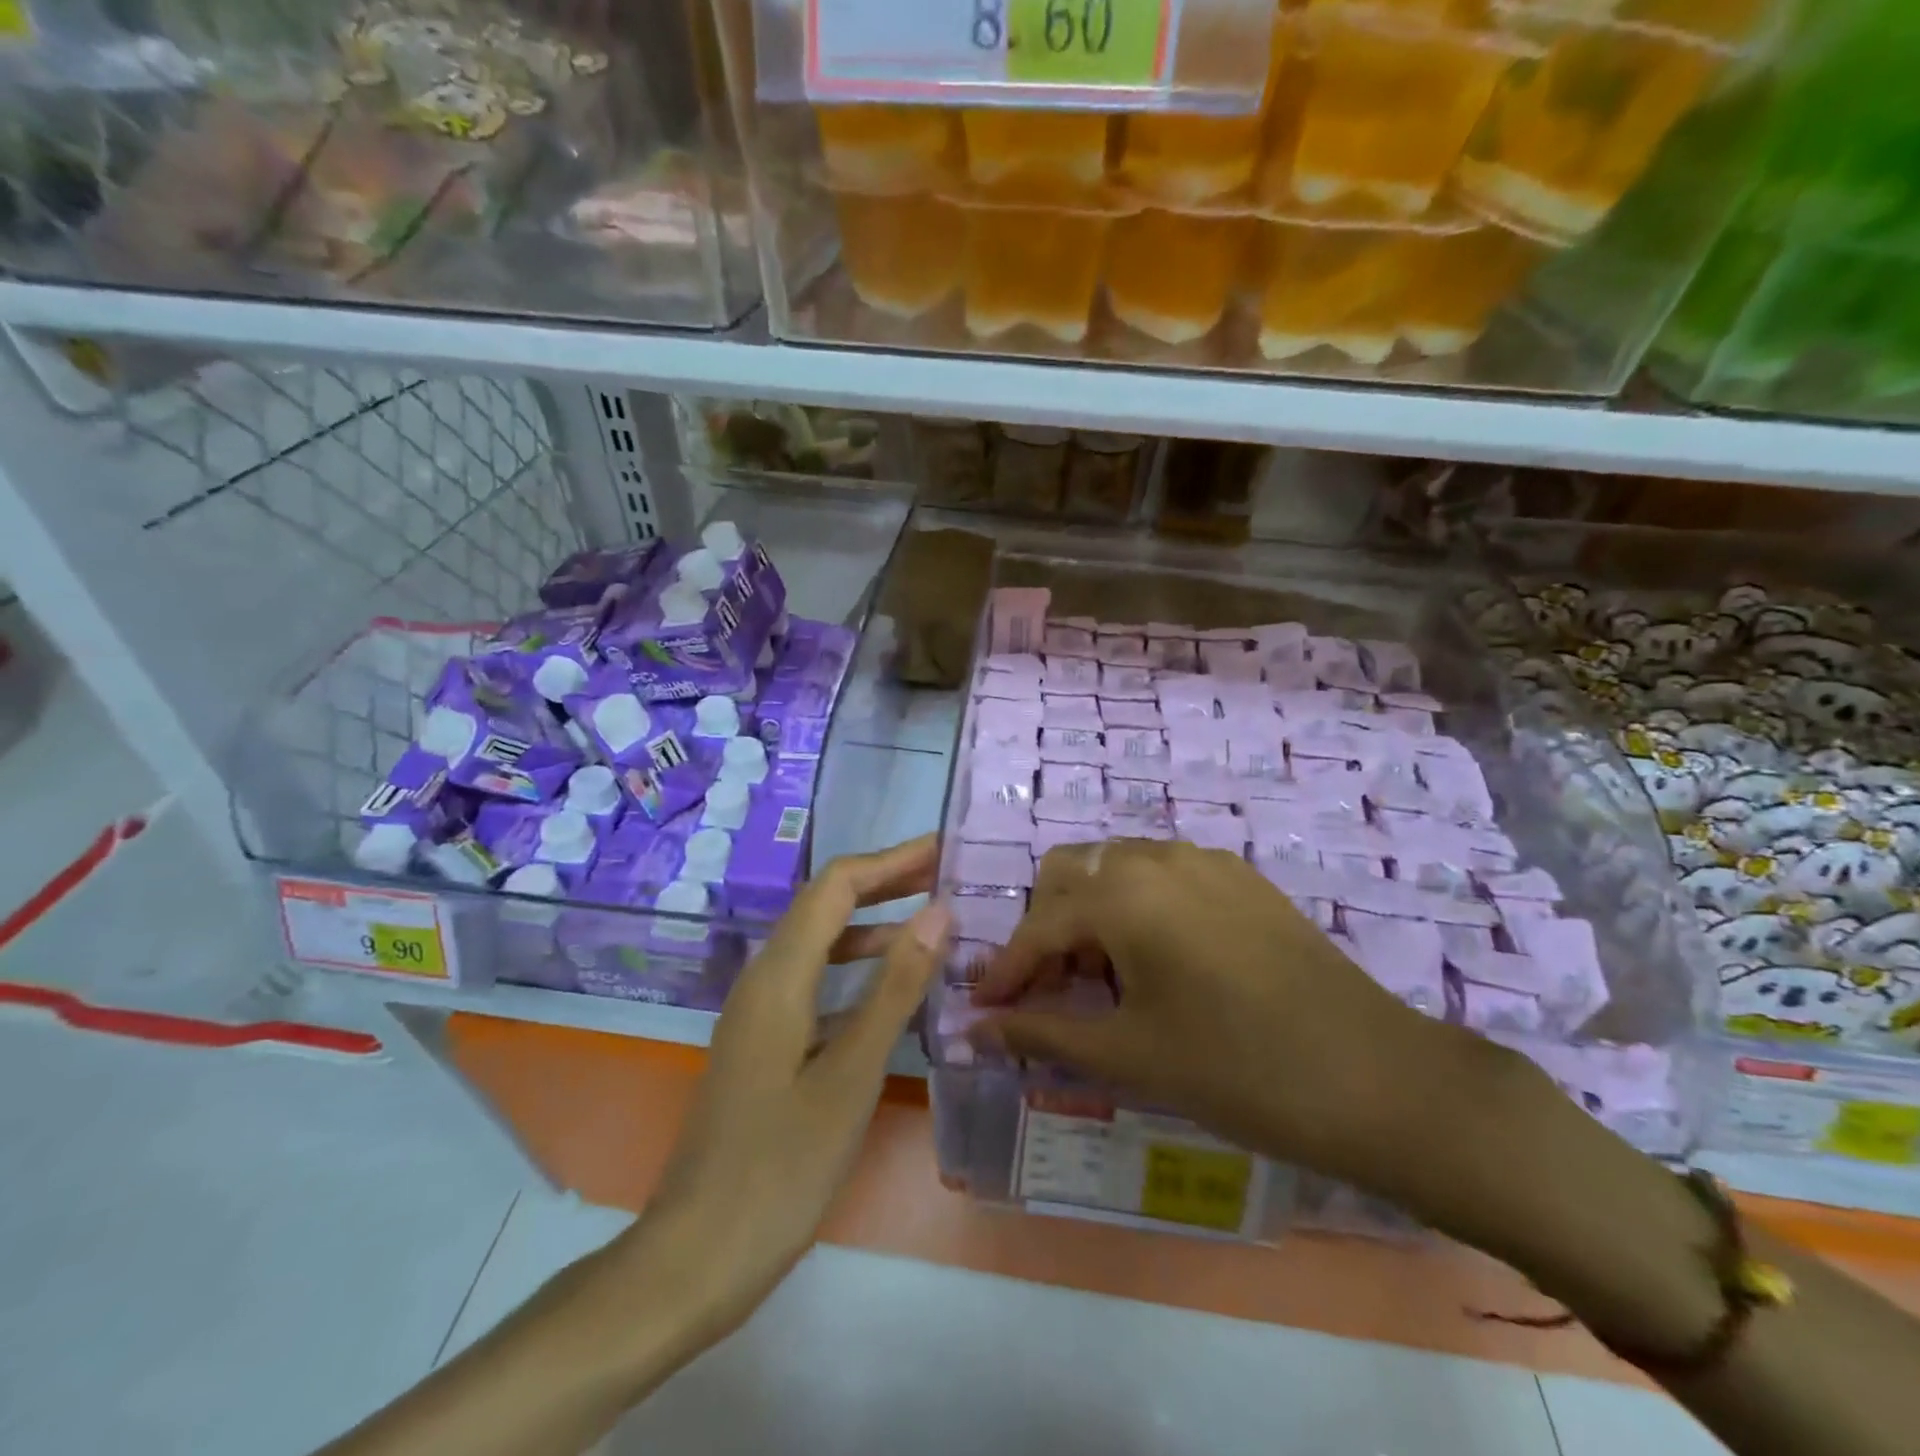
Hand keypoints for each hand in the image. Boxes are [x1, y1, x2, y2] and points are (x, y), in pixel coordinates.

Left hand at [621, 835, 949, 1355]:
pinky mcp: (762, 1043)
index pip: (836, 886)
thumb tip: (937, 912)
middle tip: (944, 875)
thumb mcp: (852, 1075)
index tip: (943, 850)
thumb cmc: (781, 1168)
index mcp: (780, 976)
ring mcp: (758, 1012)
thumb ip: (896, 988)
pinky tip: (890, 992)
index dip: (890, 860)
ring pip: (819, 944)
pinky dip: (854, 969)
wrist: (696, 1256)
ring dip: (871, 925)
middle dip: (884, 882)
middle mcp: (763, 979)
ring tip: (929, 925)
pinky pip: (814, 982)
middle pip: (825, 905)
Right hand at [970, 838, 1472, 1191]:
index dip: (1006, 971)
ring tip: (1102, 980)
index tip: (982, 1010)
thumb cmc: (1238, 1069)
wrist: (1376, 1077)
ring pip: (1115, 868)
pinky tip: (1156, 961)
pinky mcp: (1240, 878)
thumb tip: (971, 1030)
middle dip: (1045, 928)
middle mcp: (1156, 857)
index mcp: (1122, 893)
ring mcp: (1204, 861)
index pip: (1038, 926)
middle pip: (1069, 874)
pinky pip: (1161, 875)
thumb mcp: (1129, 1054)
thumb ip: (1041, 1032)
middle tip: (1049, 992)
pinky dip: (1135, 906)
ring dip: (1089, 913)